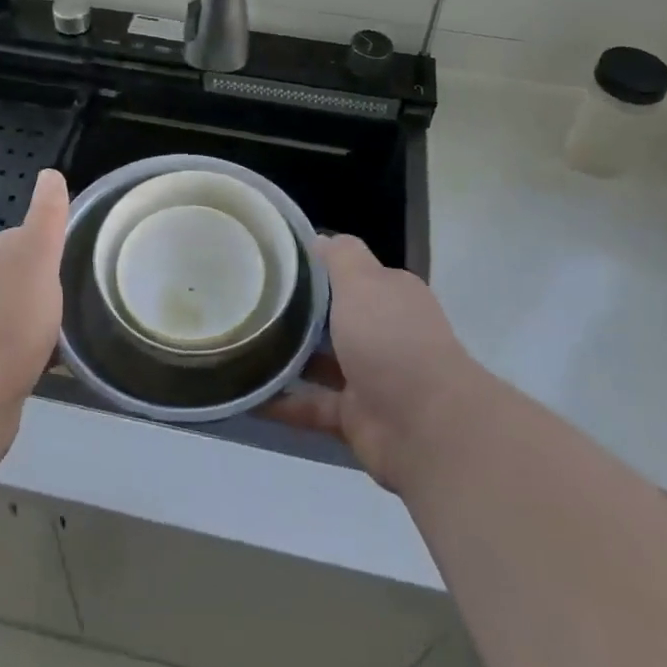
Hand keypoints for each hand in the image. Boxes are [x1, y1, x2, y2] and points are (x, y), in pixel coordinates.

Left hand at [0, 169, 68, 420]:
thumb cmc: (10, 322)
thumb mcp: (37, 259)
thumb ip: (46, 218)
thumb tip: (49, 173)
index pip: (26, 234)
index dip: (53, 239)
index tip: (85, 248)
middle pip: (24, 272)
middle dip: (51, 277)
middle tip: (90, 284)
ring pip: (21, 308)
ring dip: (45, 312)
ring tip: (81, 321)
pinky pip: (19, 343)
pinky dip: (39, 345)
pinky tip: (59, 358)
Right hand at [268, 234, 479, 491]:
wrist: (426, 427)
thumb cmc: (391, 340)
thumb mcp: (363, 281)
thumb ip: (340, 257)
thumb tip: (319, 239)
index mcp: (391, 296)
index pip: (351, 274)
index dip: (315, 268)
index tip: (273, 265)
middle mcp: (384, 334)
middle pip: (334, 319)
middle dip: (296, 314)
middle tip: (248, 305)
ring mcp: (370, 378)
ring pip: (320, 363)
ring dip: (286, 359)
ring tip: (241, 346)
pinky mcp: (354, 417)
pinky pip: (310, 406)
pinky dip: (281, 404)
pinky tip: (245, 396)